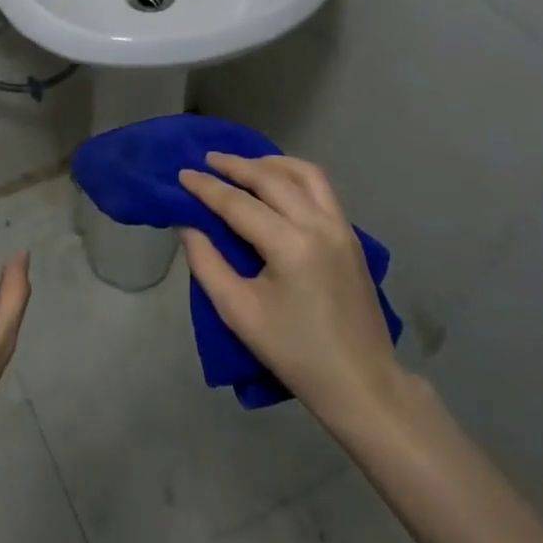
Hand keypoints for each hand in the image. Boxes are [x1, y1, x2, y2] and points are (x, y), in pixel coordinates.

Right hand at [178, 153, 407, 432]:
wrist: (360, 383)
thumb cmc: (294, 352)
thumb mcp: (238, 312)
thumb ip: (206, 263)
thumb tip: (187, 225)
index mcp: (290, 245)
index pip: (239, 204)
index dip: (206, 188)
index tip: (181, 174)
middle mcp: (319, 225)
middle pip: (272, 178)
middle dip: (236, 165)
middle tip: (207, 160)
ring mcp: (342, 228)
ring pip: (305, 174)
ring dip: (271, 163)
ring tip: (243, 165)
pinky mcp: (352, 236)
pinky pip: (322, 189)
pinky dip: (294, 176)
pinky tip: (277, 184)